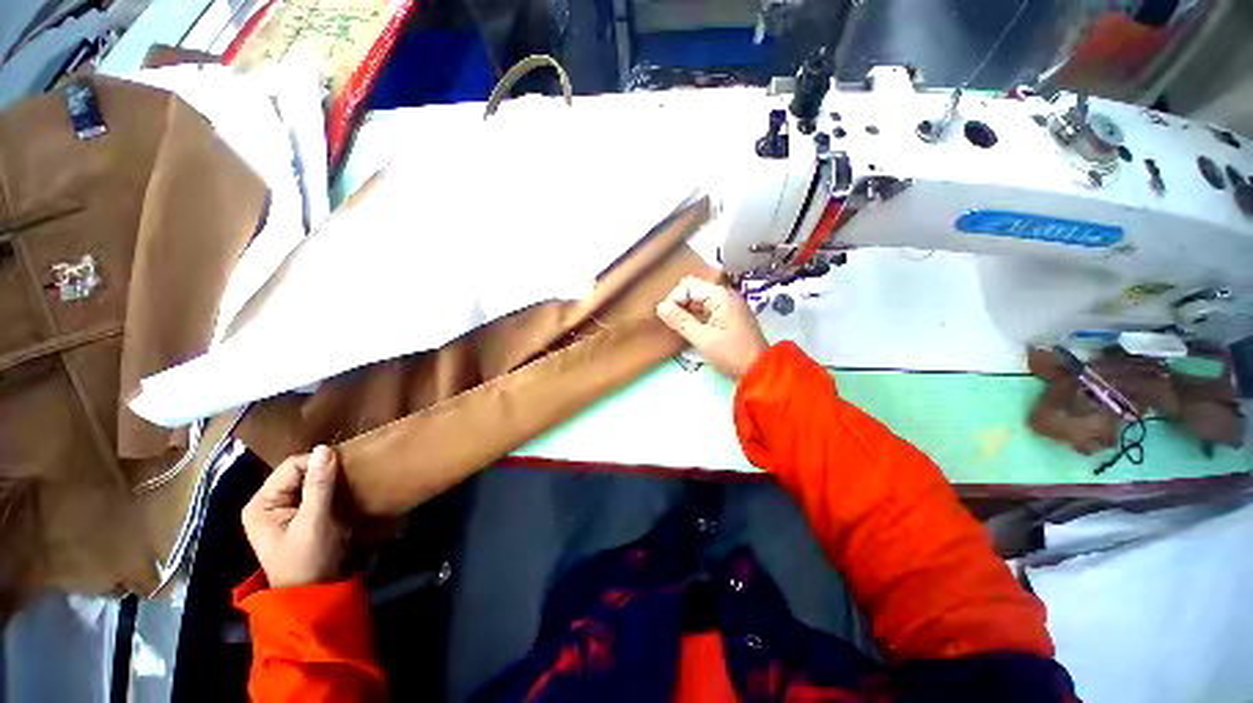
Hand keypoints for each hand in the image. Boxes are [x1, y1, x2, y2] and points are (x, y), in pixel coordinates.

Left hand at [242, 445, 349, 588]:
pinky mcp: (295, 517)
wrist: (313, 593)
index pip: (291, 466)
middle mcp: (266, 503)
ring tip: (347, 486)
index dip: (318, 464)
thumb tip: (325, 448)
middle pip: (298, 473)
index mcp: (260, 504)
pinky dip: (328, 491)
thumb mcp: (314, 521)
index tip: (345, 470)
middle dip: (323, 473)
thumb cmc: (308, 558)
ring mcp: (280, 511)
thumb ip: (319, 485)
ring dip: (328, 482)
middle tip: (348, 479)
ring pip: (307, 482)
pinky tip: (340, 496)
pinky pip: (312, 493)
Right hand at [656, 276, 769, 379]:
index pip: (688, 285)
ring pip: (698, 302)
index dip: (674, 299)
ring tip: (679, 330)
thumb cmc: (732, 354)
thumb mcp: (703, 339)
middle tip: (672, 325)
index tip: (667, 318)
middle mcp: (725, 296)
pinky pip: (706, 311)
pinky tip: (690, 332)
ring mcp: (728, 306)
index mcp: (720, 296)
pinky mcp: (728, 317)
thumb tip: (660, 307)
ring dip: (686, 313)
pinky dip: (695, 319)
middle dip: (679, 306)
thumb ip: (680, 321)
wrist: (760, 371)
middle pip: (693, 291)